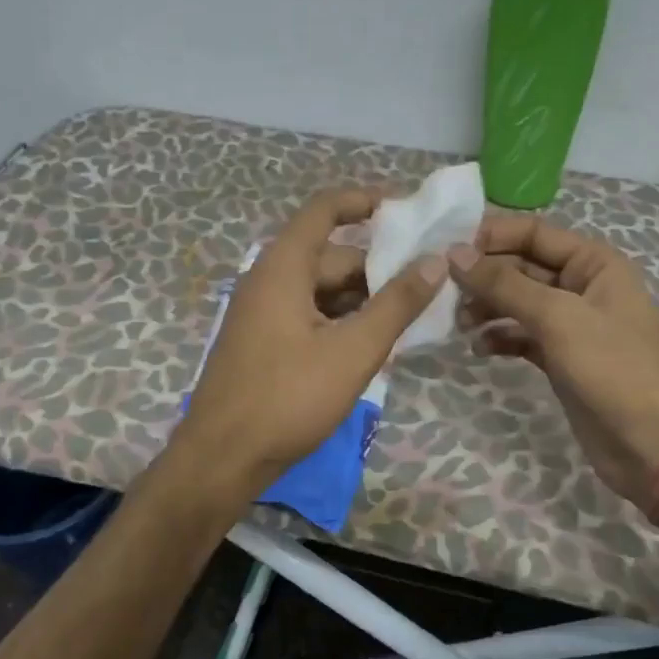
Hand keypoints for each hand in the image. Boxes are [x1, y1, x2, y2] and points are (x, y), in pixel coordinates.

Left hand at [182, 187, 444, 493]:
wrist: (222, 457)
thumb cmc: (288, 398)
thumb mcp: (353, 351)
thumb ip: (396, 304)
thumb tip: (435, 262)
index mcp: (283, 267)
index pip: (325, 210)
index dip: (364, 202)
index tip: (406, 209)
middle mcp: (267, 280)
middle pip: (329, 255)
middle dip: (376, 267)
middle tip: (424, 284)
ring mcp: (261, 313)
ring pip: (320, 290)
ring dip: (361, 299)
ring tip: (406, 319)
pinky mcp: (262, 342)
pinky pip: (307, 315)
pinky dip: (340, 321)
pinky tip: (369, 345)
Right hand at [449, 216, 658, 515]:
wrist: (652, 444)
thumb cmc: (612, 368)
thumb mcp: (557, 317)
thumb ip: (504, 284)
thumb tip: (455, 253)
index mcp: (593, 262)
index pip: (533, 233)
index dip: (491, 237)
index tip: (446, 251)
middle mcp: (582, 286)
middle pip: (521, 267)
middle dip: (484, 277)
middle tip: (443, 293)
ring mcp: (571, 324)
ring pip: (518, 303)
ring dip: (487, 308)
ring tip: (459, 324)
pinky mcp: (560, 357)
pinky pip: (522, 336)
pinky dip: (500, 338)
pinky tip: (480, 349)